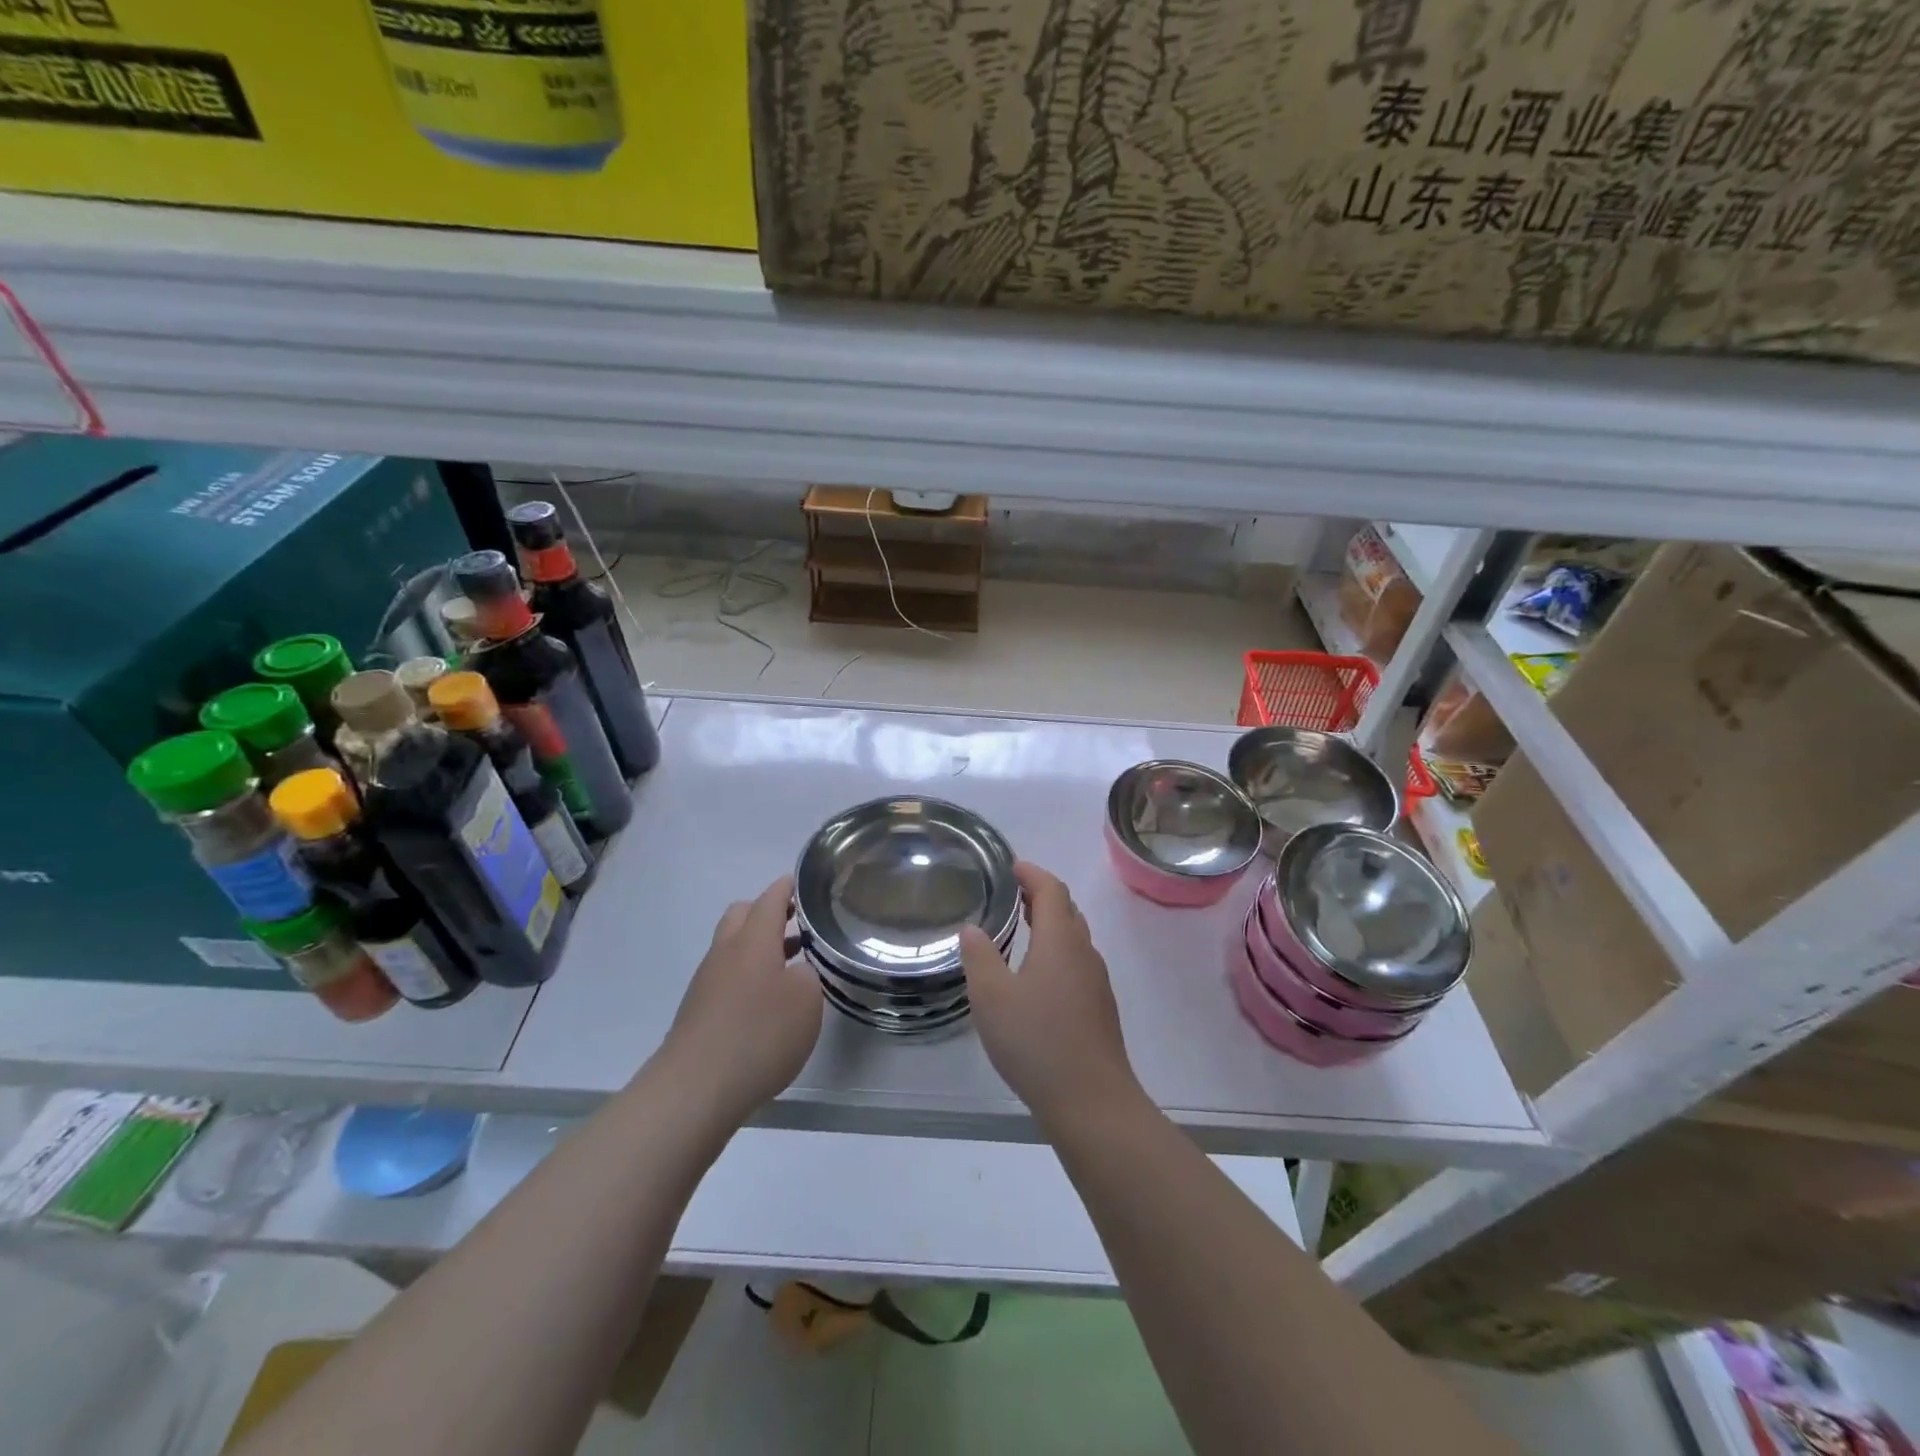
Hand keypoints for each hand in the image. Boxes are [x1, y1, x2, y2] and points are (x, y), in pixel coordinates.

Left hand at [662, 876, 822, 1125]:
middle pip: (743, 915)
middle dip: (767, 912)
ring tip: (790, 964)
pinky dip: (747, 974)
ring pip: (732, 946)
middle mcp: (726, 952)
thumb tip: (794, 973)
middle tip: (795, 923)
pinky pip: (726, 975)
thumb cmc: (759, 1035)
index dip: (787, 888)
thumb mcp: (806, 1001)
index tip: (803, 884)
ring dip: (758, 946)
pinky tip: (765, 1001)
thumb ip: (807, 976)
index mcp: (754, 940)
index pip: (771, 899)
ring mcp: (707, 981)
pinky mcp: (698, 1009)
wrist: (695, 1089)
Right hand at [959, 861, 1141, 1127]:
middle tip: (1014, 894)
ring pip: (1074, 938)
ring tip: (1022, 928)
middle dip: (1042, 896)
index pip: (1051, 890)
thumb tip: (972, 928)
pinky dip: (1056, 951)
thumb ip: (979, 957)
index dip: (1032, 874)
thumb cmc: (1037, 1041)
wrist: (1091, 1101)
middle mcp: (1084, 954)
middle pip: (1067, 910)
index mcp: (1061, 941)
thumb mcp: (992, 997)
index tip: (1012, 867)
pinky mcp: (1099, 1009)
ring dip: (1050, 924)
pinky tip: (1037, 976)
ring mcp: (1096, 983)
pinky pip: (1076, 963)